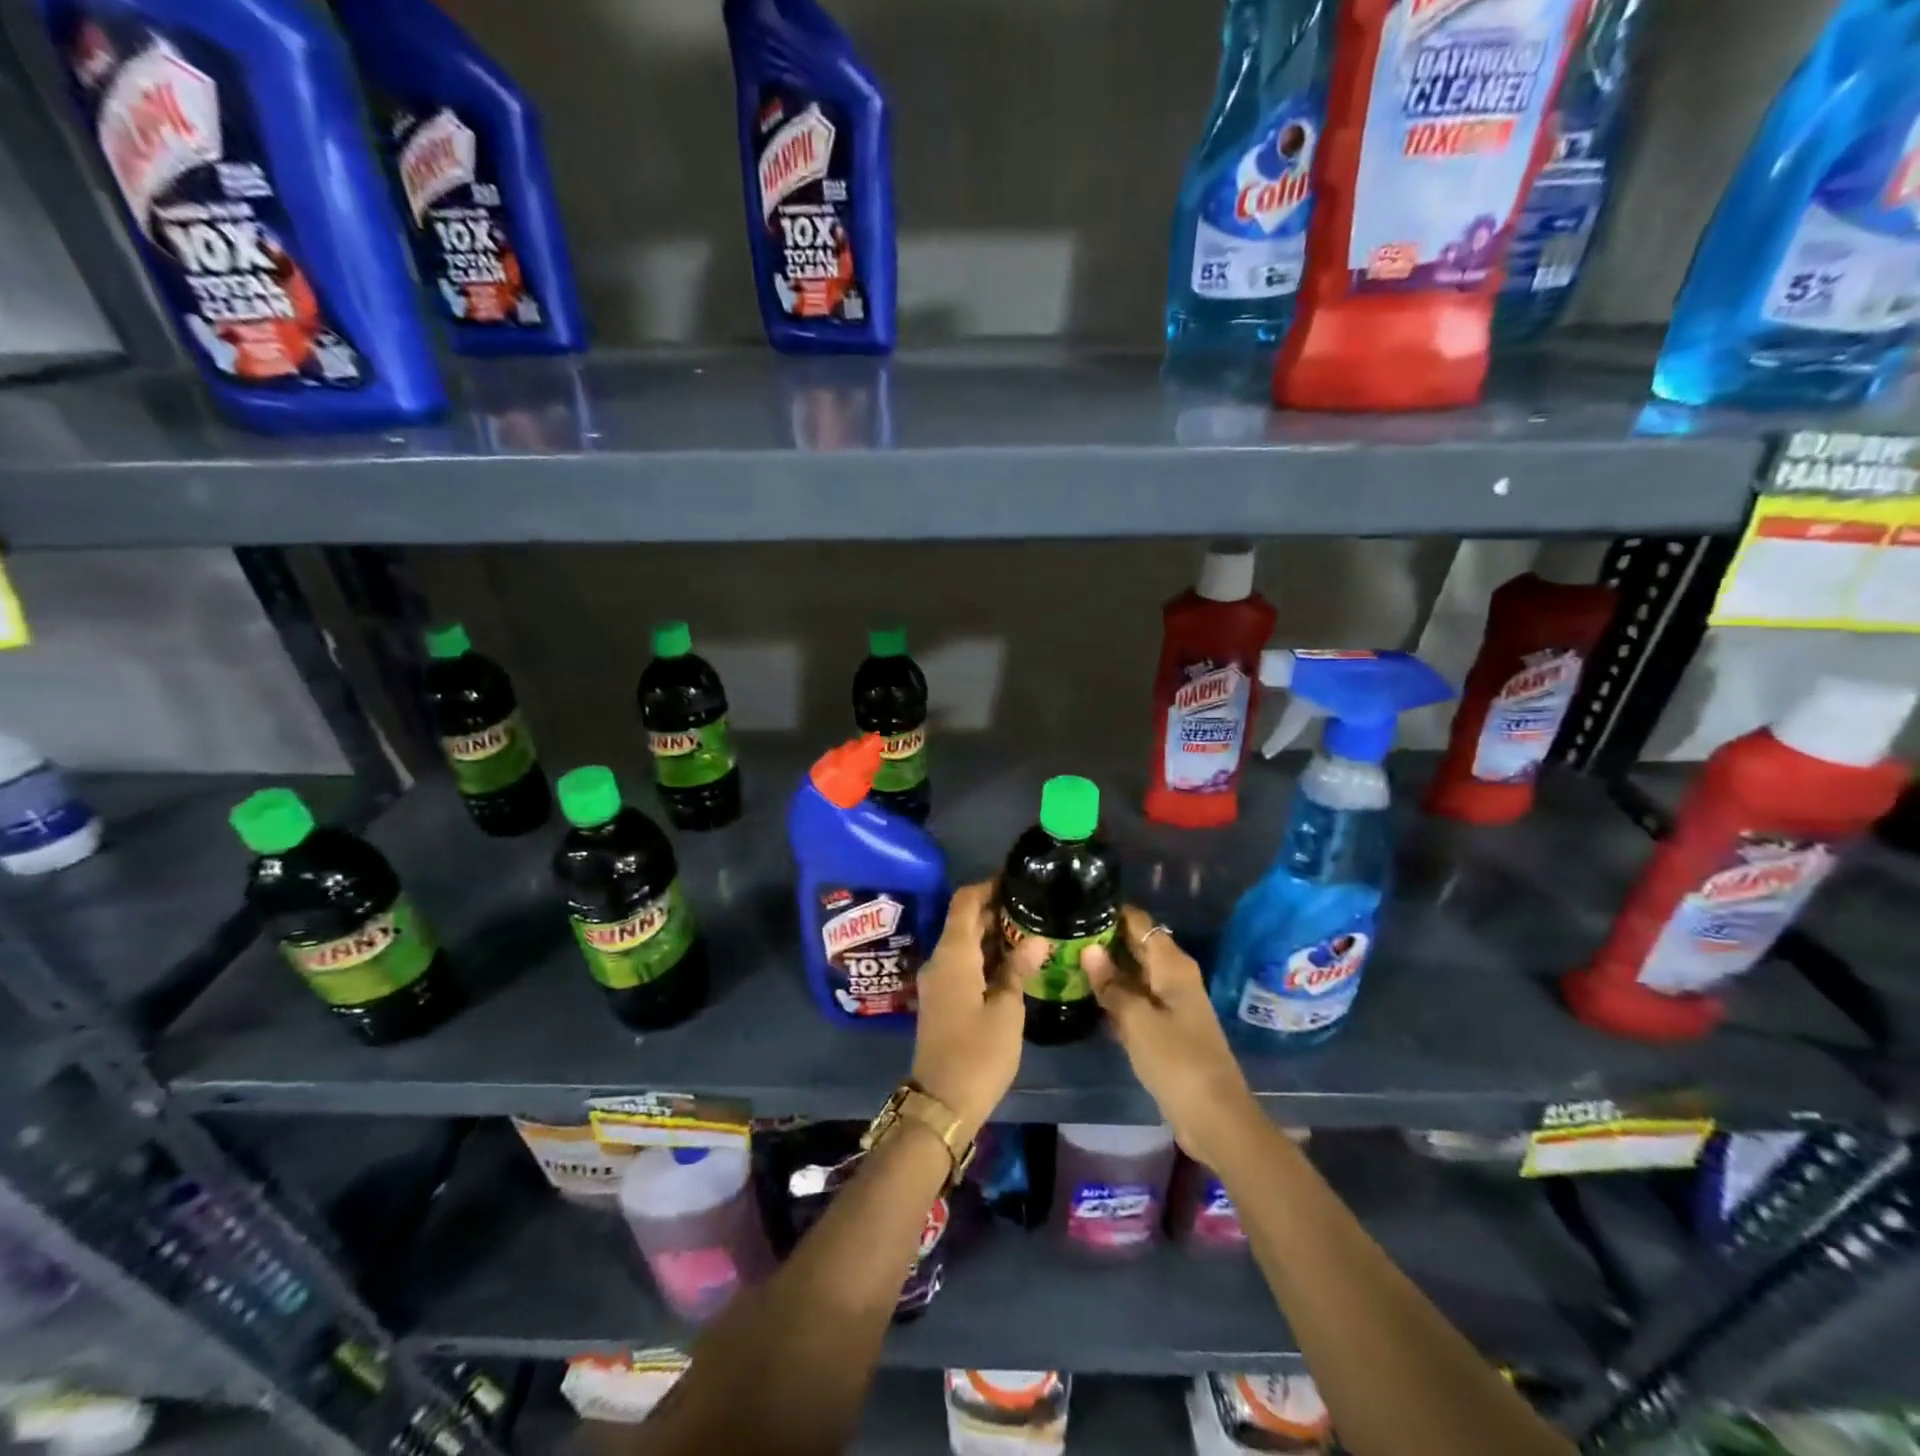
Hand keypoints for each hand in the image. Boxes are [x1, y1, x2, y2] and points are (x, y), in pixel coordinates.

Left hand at [910, 882, 1044, 1141]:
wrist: (942, 1103)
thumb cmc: (978, 1053)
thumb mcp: (1006, 1010)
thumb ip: (1018, 969)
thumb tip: (1036, 939)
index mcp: (953, 954)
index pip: (965, 902)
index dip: (987, 886)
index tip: (1015, 880)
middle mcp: (940, 960)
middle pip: (964, 921)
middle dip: (995, 910)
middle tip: (1032, 906)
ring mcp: (938, 981)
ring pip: (964, 943)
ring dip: (992, 934)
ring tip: (1030, 930)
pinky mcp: (942, 999)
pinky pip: (963, 963)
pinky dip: (985, 956)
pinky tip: (1014, 962)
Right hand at [1082, 907, 1259, 1167]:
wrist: (1214, 1116)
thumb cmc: (1176, 1060)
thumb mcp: (1137, 1020)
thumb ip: (1111, 984)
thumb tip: (1088, 949)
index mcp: (1172, 964)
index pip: (1139, 922)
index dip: (1111, 913)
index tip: (1076, 907)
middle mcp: (1173, 976)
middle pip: (1136, 945)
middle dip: (1103, 939)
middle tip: (1062, 933)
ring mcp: (1170, 1002)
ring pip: (1133, 973)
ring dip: (1106, 968)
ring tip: (1065, 958)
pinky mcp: (1165, 1027)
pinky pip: (1135, 998)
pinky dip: (1114, 994)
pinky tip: (1085, 994)